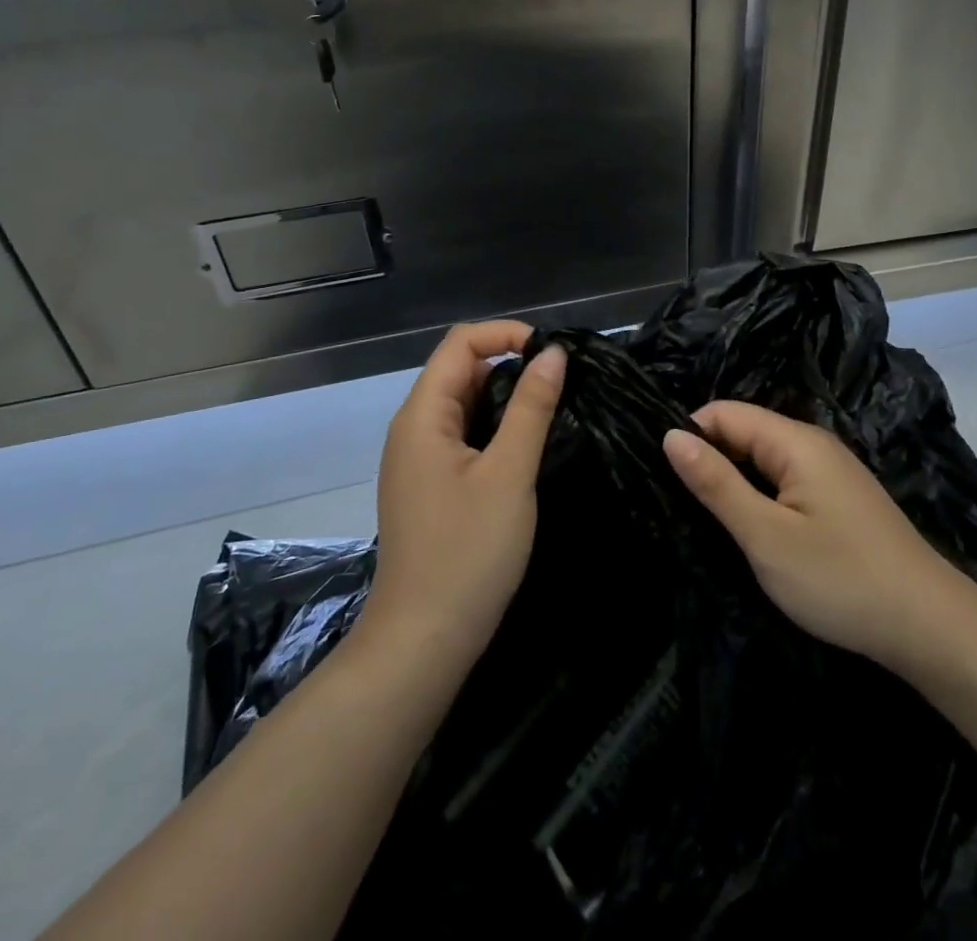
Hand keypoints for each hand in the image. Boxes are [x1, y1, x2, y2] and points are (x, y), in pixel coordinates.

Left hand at [359, 322, 565, 671]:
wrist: (422, 642)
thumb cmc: (468, 553)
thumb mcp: (509, 474)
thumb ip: (532, 407)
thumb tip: (553, 353)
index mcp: (422, 415)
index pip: (461, 343)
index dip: (507, 334)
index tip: (554, 354)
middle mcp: (413, 428)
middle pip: (461, 370)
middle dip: (511, 365)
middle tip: (563, 384)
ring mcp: (418, 459)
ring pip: (464, 404)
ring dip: (506, 399)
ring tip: (553, 410)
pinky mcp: (430, 485)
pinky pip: (462, 435)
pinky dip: (495, 428)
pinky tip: (527, 447)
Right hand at [663, 401, 966, 671]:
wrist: (931, 627)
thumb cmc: (840, 579)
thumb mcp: (765, 535)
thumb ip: (716, 483)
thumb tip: (671, 436)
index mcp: (795, 441)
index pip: (724, 412)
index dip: (691, 437)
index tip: (665, 478)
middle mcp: (814, 443)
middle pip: (745, 432)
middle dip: (710, 461)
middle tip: (681, 507)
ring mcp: (831, 471)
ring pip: (764, 459)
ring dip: (735, 482)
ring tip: (708, 521)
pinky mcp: (840, 498)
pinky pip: (786, 480)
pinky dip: (761, 497)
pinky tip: (753, 530)